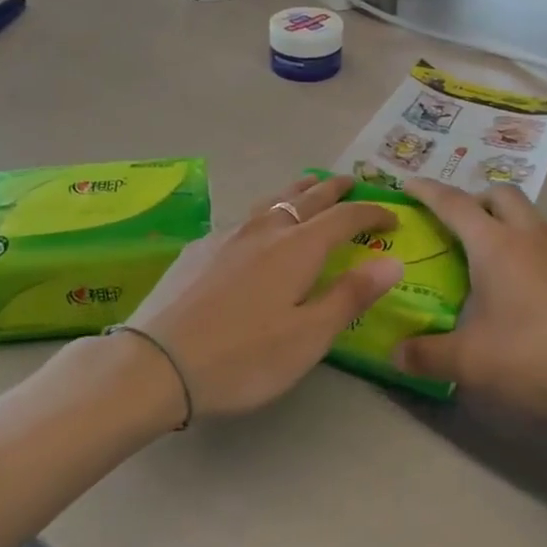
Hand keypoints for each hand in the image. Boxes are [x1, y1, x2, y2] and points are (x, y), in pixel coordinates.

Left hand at [124, 174, 402, 418]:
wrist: (155, 363)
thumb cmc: (242, 357)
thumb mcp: (308, 337)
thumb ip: (351, 295)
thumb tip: (392, 260)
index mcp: (297, 249)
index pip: (344, 217)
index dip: (372, 211)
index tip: (392, 214)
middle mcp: (264, 230)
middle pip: (306, 198)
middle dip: (333, 189)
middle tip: (350, 182)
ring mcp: (227, 235)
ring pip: (271, 201)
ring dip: (297, 191)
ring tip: (308, 186)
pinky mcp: (199, 248)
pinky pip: (244, 217)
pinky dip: (265, 211)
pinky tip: (256, 226)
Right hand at [396, 179, 546, 413]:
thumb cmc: (537, 358)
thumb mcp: (472, 363)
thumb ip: (427, 356)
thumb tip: (395, 354)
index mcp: (495, 246)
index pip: (454, 204)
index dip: (428, 191)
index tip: (409, 183)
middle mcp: (532, 233)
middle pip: (500, 194)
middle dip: (477, 200)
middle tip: (462, 227)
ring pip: (533, 217)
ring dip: (512, 226)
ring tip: (505, 265)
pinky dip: (542, 250)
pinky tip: (544, 288)